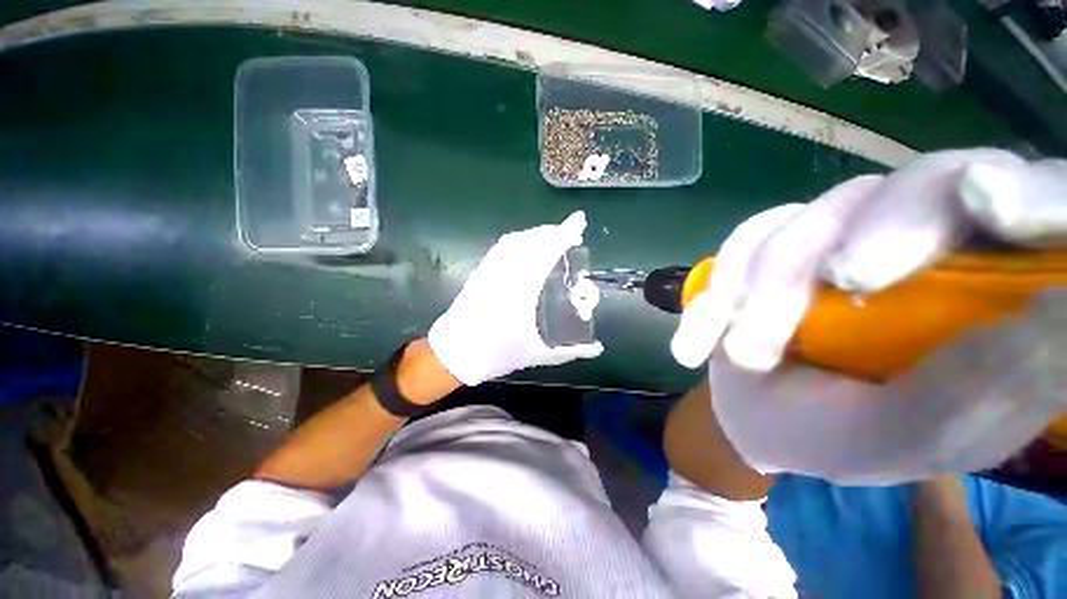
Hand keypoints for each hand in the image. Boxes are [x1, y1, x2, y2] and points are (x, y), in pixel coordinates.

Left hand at [429, 211, 603, 385]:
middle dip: (553, 232)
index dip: (564, 234)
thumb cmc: (496, 354)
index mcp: (521, 291)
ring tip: (551, 238)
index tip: (579, 221)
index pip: (546, 252)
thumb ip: (570, 352)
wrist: (454, 353)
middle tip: (570, 235)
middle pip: (531, 241)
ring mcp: (489, 269)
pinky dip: (518, 240)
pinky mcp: (480, 271)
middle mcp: (504, 273)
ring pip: (515, 240)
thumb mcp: (537, 355)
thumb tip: (598, 349)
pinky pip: (501, 247)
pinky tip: (525, 245)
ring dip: (536, 234)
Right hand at [669, 148, 1066, 481]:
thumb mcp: (899, 441)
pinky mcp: (774, 242)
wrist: (753, 416)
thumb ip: (965, 399)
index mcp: (989, 297)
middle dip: (879, 230)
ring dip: (764, 289)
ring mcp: (840, 235)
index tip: (985, 200)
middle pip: (918, 186)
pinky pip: (742, 242)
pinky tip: (699, 342)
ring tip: (742, 357)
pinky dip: (716, 293)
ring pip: (810, 217)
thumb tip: (1046, 323)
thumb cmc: (834, 438)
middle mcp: (925, 246)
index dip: (1028, 193)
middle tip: (842, 279)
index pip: (1040, 209)